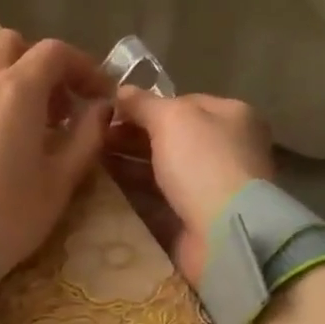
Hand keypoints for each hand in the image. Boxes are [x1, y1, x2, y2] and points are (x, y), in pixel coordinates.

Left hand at [0, 30, 112, 283]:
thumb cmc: (9, 213)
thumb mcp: (60, 181)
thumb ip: (86, 138)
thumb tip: (101, 110)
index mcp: (18, 88)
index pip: (55, 53)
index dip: (84, 67)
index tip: (99, 95)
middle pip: (14, 44)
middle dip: (42, 64)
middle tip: (59, 104)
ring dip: (7, 67)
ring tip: (23, 108)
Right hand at [110, 87, 274, 283]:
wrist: (224, 232)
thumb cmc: (203, 164)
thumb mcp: (172, 119)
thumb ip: (144, 104)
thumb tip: (121, 90)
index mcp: (232, 116)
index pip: (184, 103)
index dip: (147, 107)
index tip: (110, 114)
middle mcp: (227, 149)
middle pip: (172, 138)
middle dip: (133, 138)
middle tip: (95, 141)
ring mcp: (213, 187)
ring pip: (164, 171)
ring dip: (131, 167)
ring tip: (92, 164)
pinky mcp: (197, 219)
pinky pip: (161, 201)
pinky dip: (138, 196)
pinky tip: (107, 192)